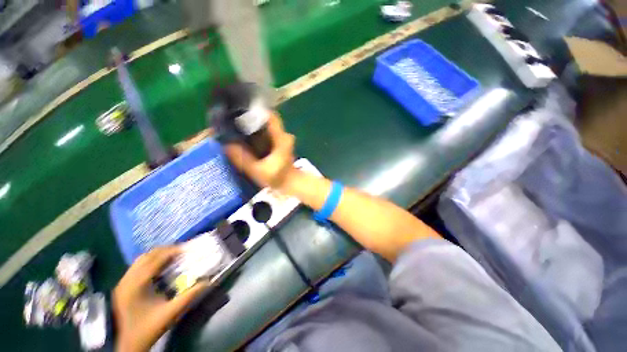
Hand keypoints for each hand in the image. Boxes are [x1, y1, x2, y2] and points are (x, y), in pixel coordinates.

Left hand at [113, 247, 206, 351]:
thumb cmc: (149, 328)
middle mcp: (127, 280)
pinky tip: (160, 267)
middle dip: (165, 250)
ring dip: (157, 255)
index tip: (187, 248)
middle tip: (182, 251)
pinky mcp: (122, 286)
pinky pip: (137, 266)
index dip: (172, 251)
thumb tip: (208, 281)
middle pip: (147, 256)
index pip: (155, 259)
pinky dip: (150, 261)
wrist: (129, 344)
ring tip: (173, 256)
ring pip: (141, 259)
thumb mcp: (171, 313)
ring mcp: (122, 283)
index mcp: (136, 285)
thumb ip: (190, 296)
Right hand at [225, 112, 295, 189]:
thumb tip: (226, 145)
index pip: (270, 116)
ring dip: (251, 126)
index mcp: (282, 138)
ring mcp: (282, 138)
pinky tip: (244, 138)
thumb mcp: (259, 171)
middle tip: (231, 121)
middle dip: (249, 119)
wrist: (291, 183)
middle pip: (265, 120)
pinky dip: (256, 134)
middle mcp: (283, 135)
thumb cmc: (278, 178)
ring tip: (235, 128)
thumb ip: (243, 159)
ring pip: (265, 127)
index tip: (238, 110)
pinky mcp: (279, 143)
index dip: (255, 111)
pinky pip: (266, 133)